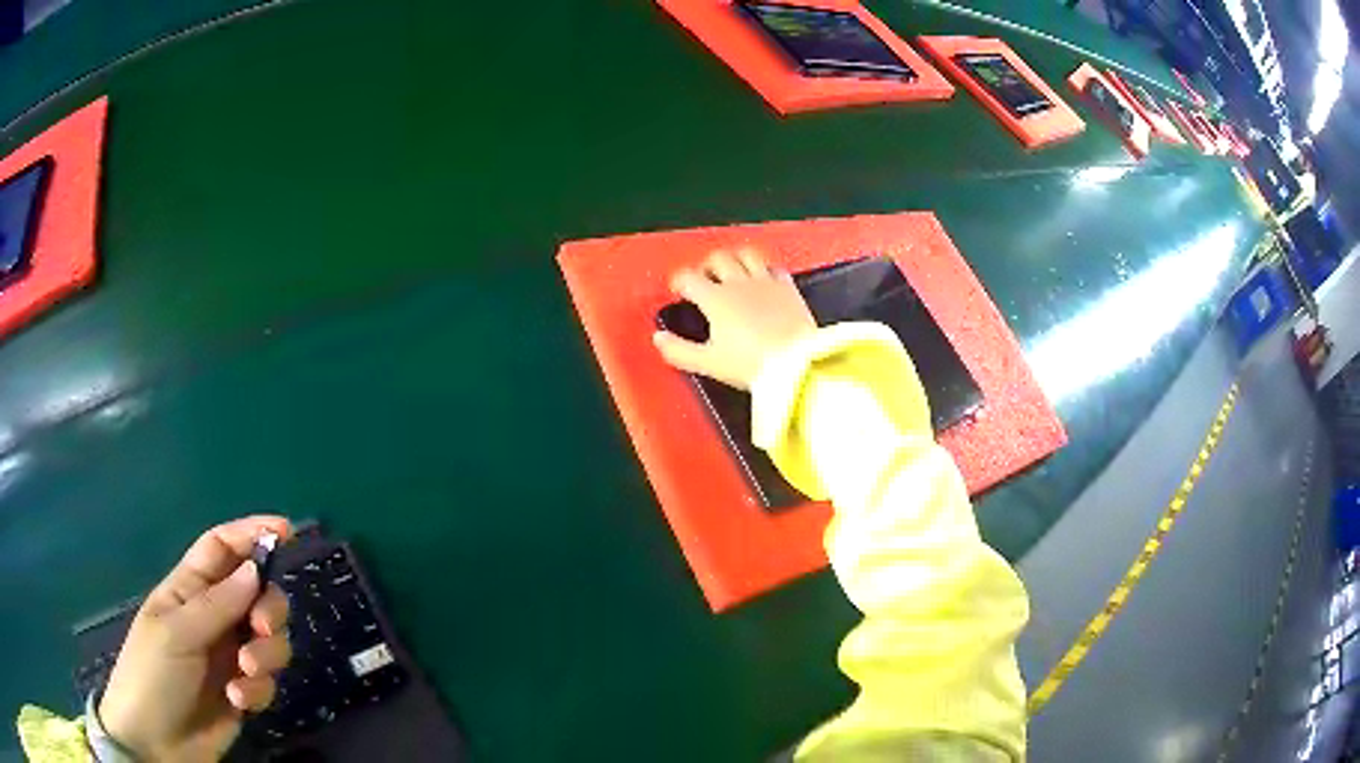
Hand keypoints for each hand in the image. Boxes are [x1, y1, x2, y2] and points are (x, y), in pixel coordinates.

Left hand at [99, 517, 291, 761]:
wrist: (157, 742)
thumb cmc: (152, 674)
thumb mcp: (176, 633)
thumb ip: (217, 604)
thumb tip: (256, 569)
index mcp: (188, 591)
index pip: (221, 548)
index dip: (250, 533)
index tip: (286, 530)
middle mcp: (213, 618)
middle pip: (256, 594)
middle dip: (268, 608)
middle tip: (262, 628)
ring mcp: (228, 657)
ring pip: (269, 640)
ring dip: (266, 654)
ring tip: (246, 674)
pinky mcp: (243, 693)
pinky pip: (267, 681)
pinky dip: (259, 689)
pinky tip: (239, 701)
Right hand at [654, 248, 815, 389]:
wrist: (797, 364)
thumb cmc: (753, 364)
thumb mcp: (708, 362)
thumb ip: (679, 350)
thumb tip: (659, 340)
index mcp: (716, 299)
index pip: (688, 278)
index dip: (679, 281)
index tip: (678, 289)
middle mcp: (740, 284)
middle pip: (717, 258)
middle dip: (706, 265)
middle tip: (704, 276)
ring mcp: (766, 283)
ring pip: (747, 254)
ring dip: (736, 257)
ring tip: (732, 268)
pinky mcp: (789, 288)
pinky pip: (775, 268)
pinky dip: (766, 270)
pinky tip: (764, 279)